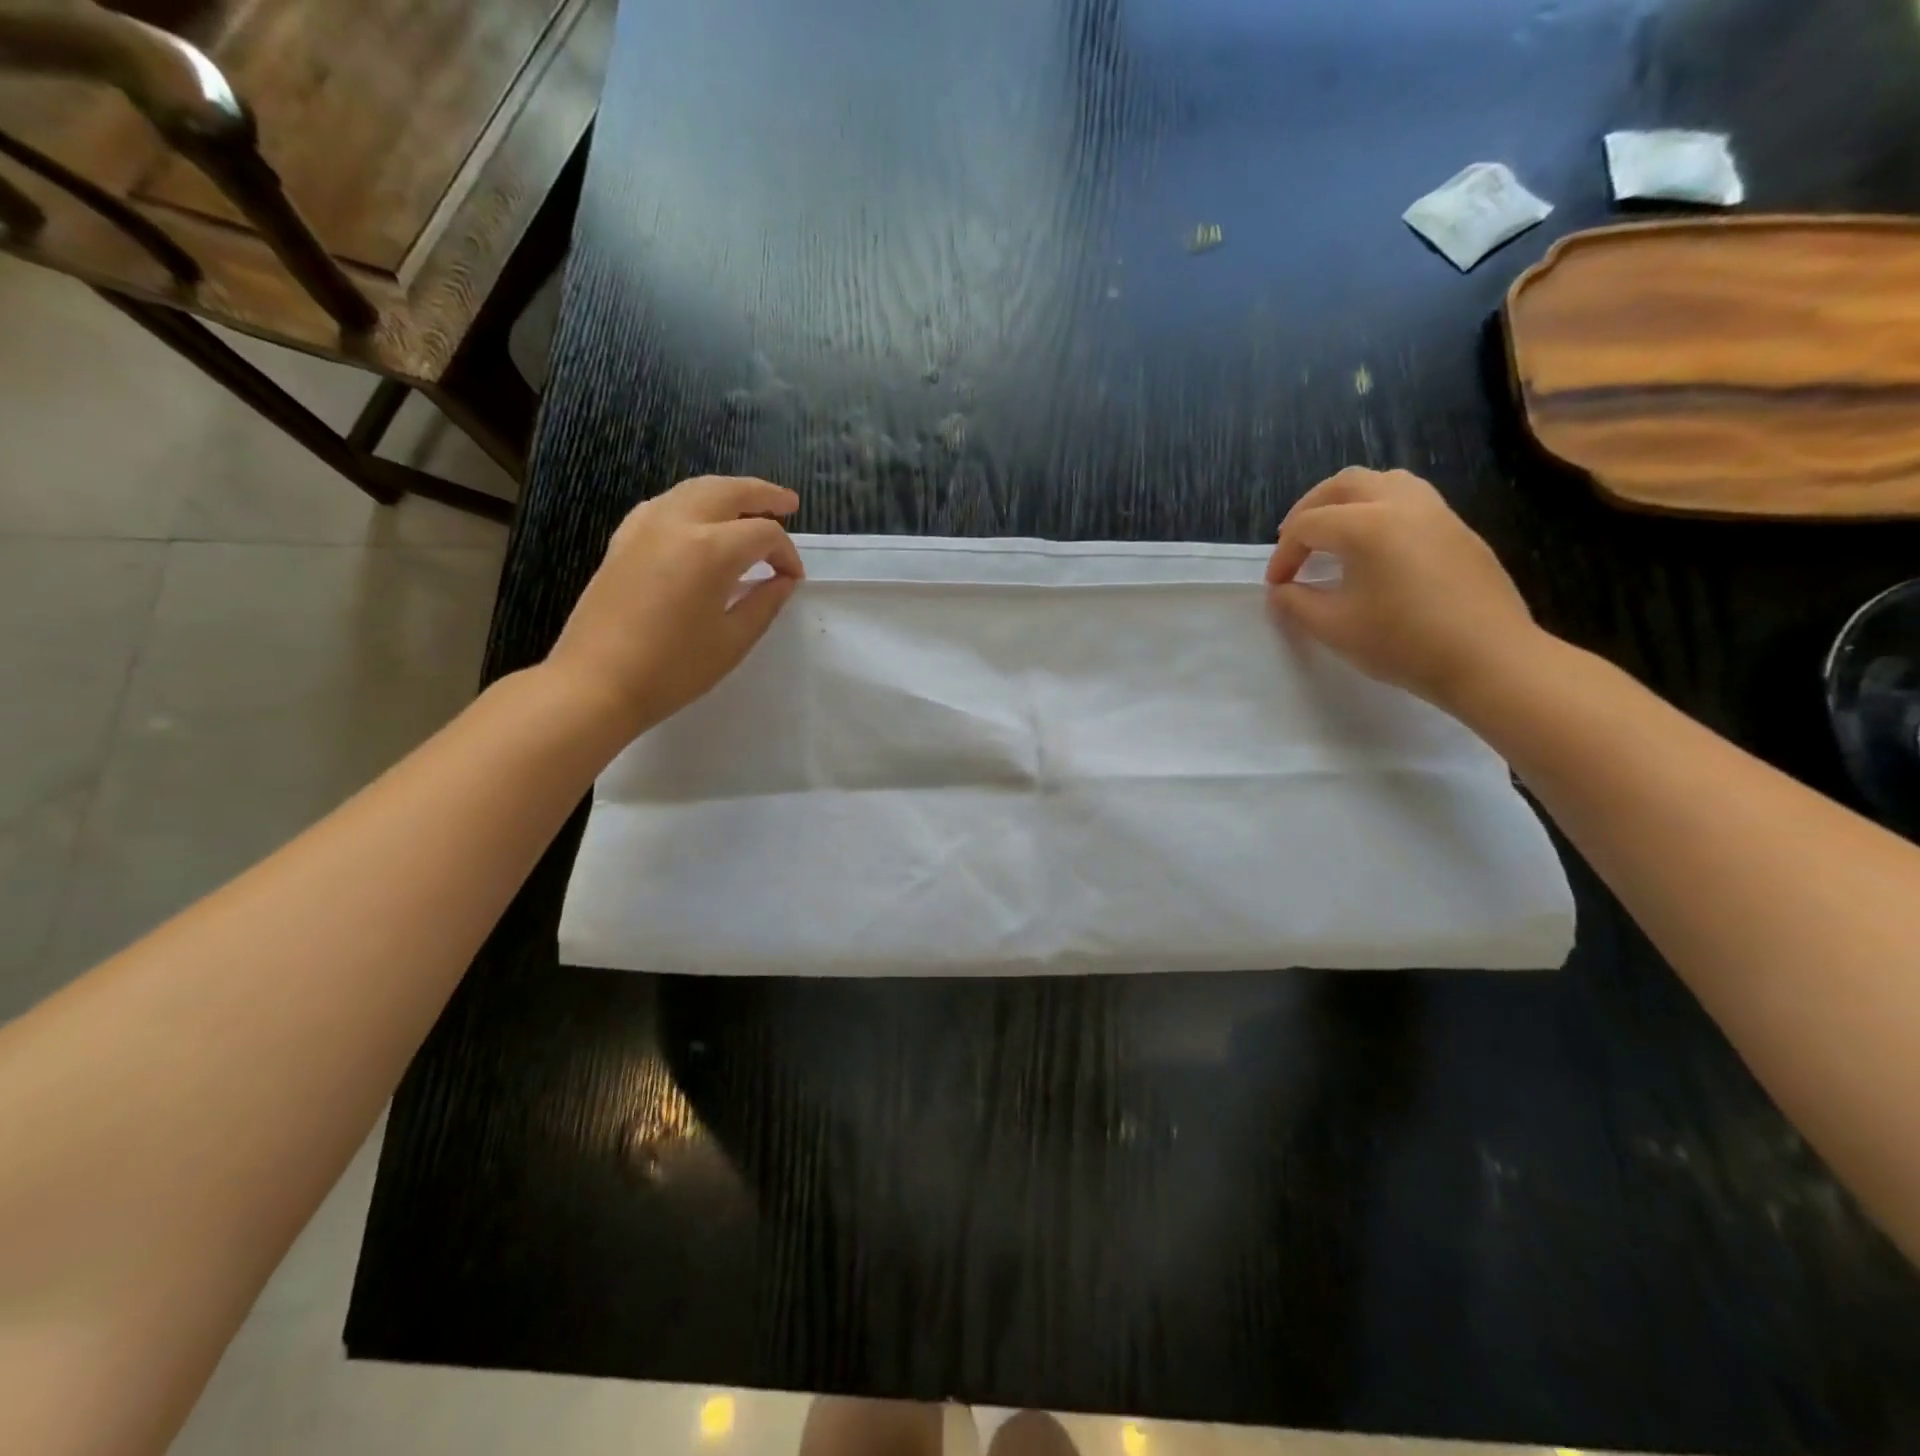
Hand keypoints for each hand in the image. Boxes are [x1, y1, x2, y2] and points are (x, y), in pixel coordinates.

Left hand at [545, 475, 803, 739]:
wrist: (596, 683)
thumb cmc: (673, 669)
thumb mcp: (733, 641)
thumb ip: (765, 603)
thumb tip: (783, 581)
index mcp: (711, 550)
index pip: (763, 534)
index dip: (787, 554)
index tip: (793, 579)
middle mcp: (677, 524)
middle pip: (728, 491)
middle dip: (763, 495)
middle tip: (789, 503)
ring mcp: (644, 527)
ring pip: (693, 490)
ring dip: (727, 492)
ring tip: (749, 505)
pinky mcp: (623, 540)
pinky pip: (664, 505)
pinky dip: (692, 504)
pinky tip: (699, 522)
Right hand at [1266, 467, 1538, 712]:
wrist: (1489, 659)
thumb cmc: (1403, 643)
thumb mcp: (1334, 628)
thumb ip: (1297, 603)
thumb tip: (1283, 590)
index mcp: (1366, 525)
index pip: (1307, 526)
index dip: (1283, 555)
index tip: (1277, 586)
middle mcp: (1401, 504)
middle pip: (1344, 484)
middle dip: (1309, 509)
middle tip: (1294, 542)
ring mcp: (1436, 512)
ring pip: (1383, 482)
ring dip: (1348, 502)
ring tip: (1333, 534)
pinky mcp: (1458, 529)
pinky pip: (1410, 500)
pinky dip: (1379, 511)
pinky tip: (1374, 549)